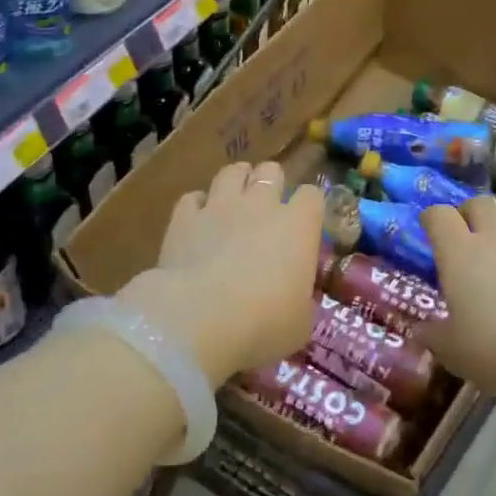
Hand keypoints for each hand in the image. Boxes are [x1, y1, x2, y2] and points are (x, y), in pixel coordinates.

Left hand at [122, 161, 324, 387]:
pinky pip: (192, 198)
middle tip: (268, 208)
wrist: (197, 321)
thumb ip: (303, 301)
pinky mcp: (183, 219)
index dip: (310, 207)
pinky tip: (198, 221)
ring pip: (232, 172)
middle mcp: (261, 205)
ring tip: (235, 200)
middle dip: (272, 183)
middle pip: (272, 171)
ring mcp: (219, 207)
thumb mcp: (301, 323)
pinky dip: (197, 206)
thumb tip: (299, 298)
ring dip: (237, 182)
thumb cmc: (263, 324)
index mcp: (298, 225)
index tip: (306, 226)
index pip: (312, 195)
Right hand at [419, 197, 495, 398]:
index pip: (439, 215)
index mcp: (459, 251)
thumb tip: (419, 331)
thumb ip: (431, 335)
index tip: (429, 230)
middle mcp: (493, 234)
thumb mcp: (451, 350)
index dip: (431, 219)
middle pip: (477, 203)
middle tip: (465, 237)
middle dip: (468, 214)